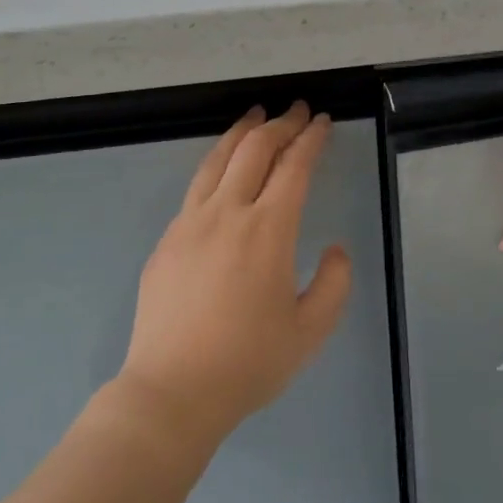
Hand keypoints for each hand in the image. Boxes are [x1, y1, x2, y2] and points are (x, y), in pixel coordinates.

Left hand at [120, 102, 351, 446]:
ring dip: (241, 132)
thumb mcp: (311, 331)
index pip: (293, 167)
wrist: (171, 392)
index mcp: (268, 230)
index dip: (310, 139)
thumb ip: (334, 283)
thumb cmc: (248, 363)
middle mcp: (227, 214)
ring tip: (255, 115)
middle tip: (295, 110)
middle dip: (279, 124)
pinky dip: (216, 164)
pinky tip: (222, 169)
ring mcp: (189, 224)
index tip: (321, 121)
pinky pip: (195, 188)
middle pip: (254, 150)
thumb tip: (335, 249)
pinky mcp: (167, 241)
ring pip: (217, 160)